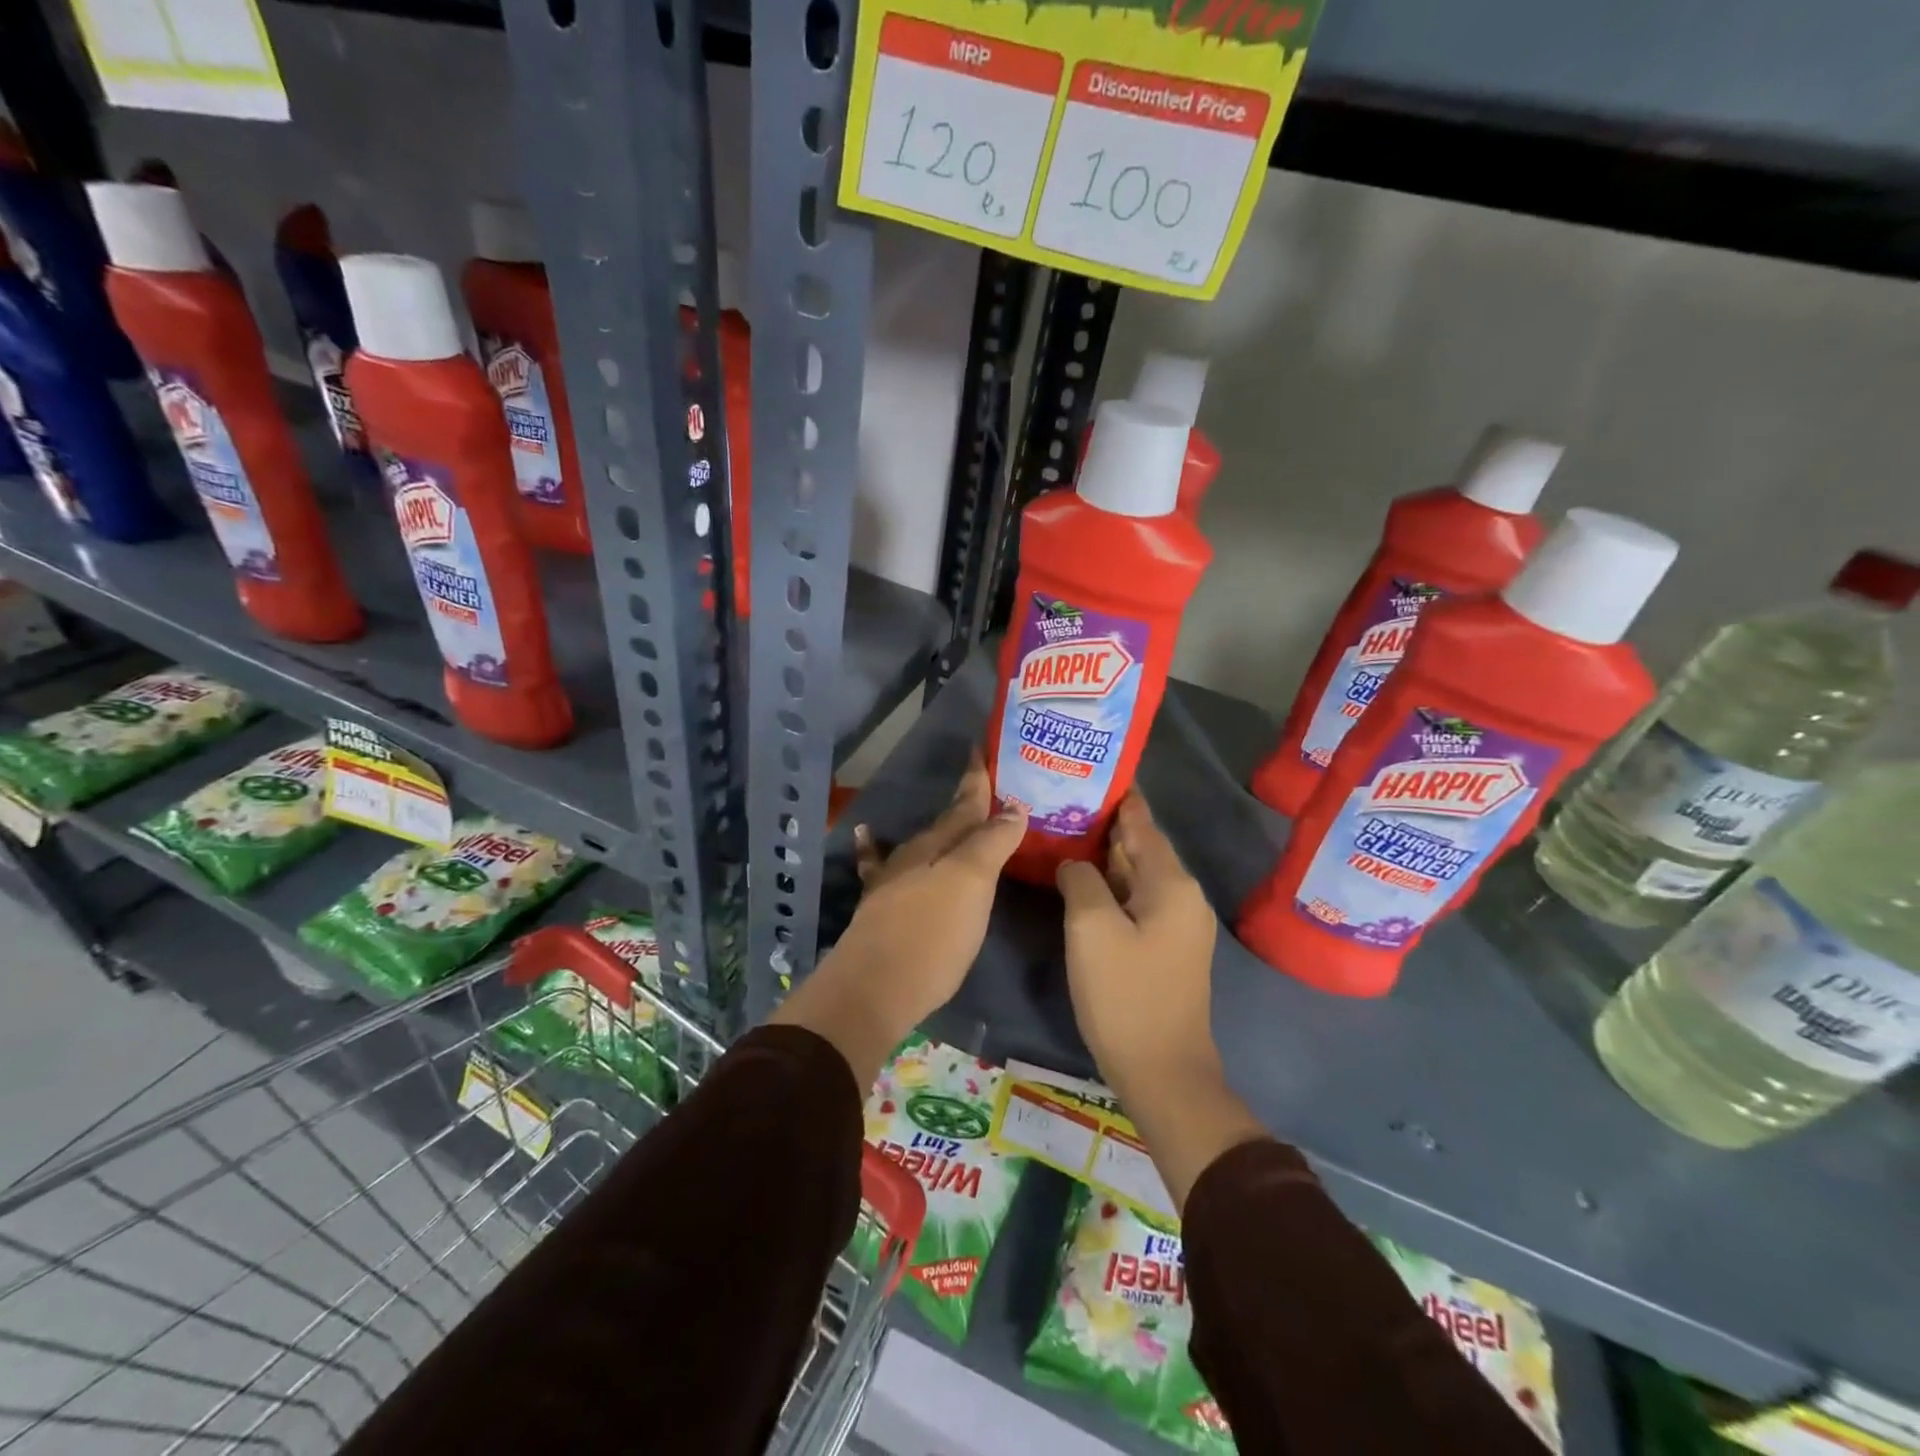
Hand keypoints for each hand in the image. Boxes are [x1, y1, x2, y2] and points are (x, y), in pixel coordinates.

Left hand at [771, 751, 1022, 1086]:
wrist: (873, 989)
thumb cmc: (932, 935)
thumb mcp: (971, 884)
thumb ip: (991, 843)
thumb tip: (1014, 806)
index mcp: (938, 845)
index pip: (965, 804)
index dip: (977, 781)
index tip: (982, 751)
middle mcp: (913, 856)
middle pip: (946, 824)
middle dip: (967, 806)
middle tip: (988, 789)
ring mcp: (892, 882)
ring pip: (922, 845)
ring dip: (941, 831)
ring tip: (955, 819)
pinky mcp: (879, 909)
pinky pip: (879, 866)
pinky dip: (874, 848)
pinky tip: (866, 834)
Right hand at [1059, 790, 1264, 1212]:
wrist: (1163, 1072)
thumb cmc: (1125, 995)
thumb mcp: (1091, 929)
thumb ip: (1080, 879)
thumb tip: (1074, 862)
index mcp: (1171, 882)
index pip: (1140, 822)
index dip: (1115, 795)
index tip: (1086, 770)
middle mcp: (1181, 895)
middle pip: (1139, 845)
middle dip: (1103, 823)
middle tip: (1060, 799)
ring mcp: (1176, 923)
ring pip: (1135, 874)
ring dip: (1103, 855)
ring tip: (1064, 831)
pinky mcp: (1165, 946)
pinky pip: (1135, 899)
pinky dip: (1109, 885)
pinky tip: (1080, 880)